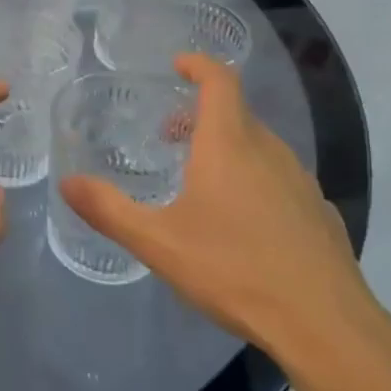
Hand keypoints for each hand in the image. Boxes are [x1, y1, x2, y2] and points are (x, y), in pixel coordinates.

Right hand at [58, 55, 379, 364]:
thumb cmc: (234, 270)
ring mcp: (301, 182)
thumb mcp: (158, 242)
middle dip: (201, 115)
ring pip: (260, 147)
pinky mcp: (320, 213)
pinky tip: (243, 223)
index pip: (220, 81)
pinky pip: (280, 179)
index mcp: (230, 144)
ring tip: (200, 180)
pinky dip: (254, 179)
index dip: (199, 65)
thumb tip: (66, 183)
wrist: (324, 325)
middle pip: (236, 114)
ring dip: (227, 148)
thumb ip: (108, 210)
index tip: (178, 65)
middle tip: (170, 136)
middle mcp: (270, 151)